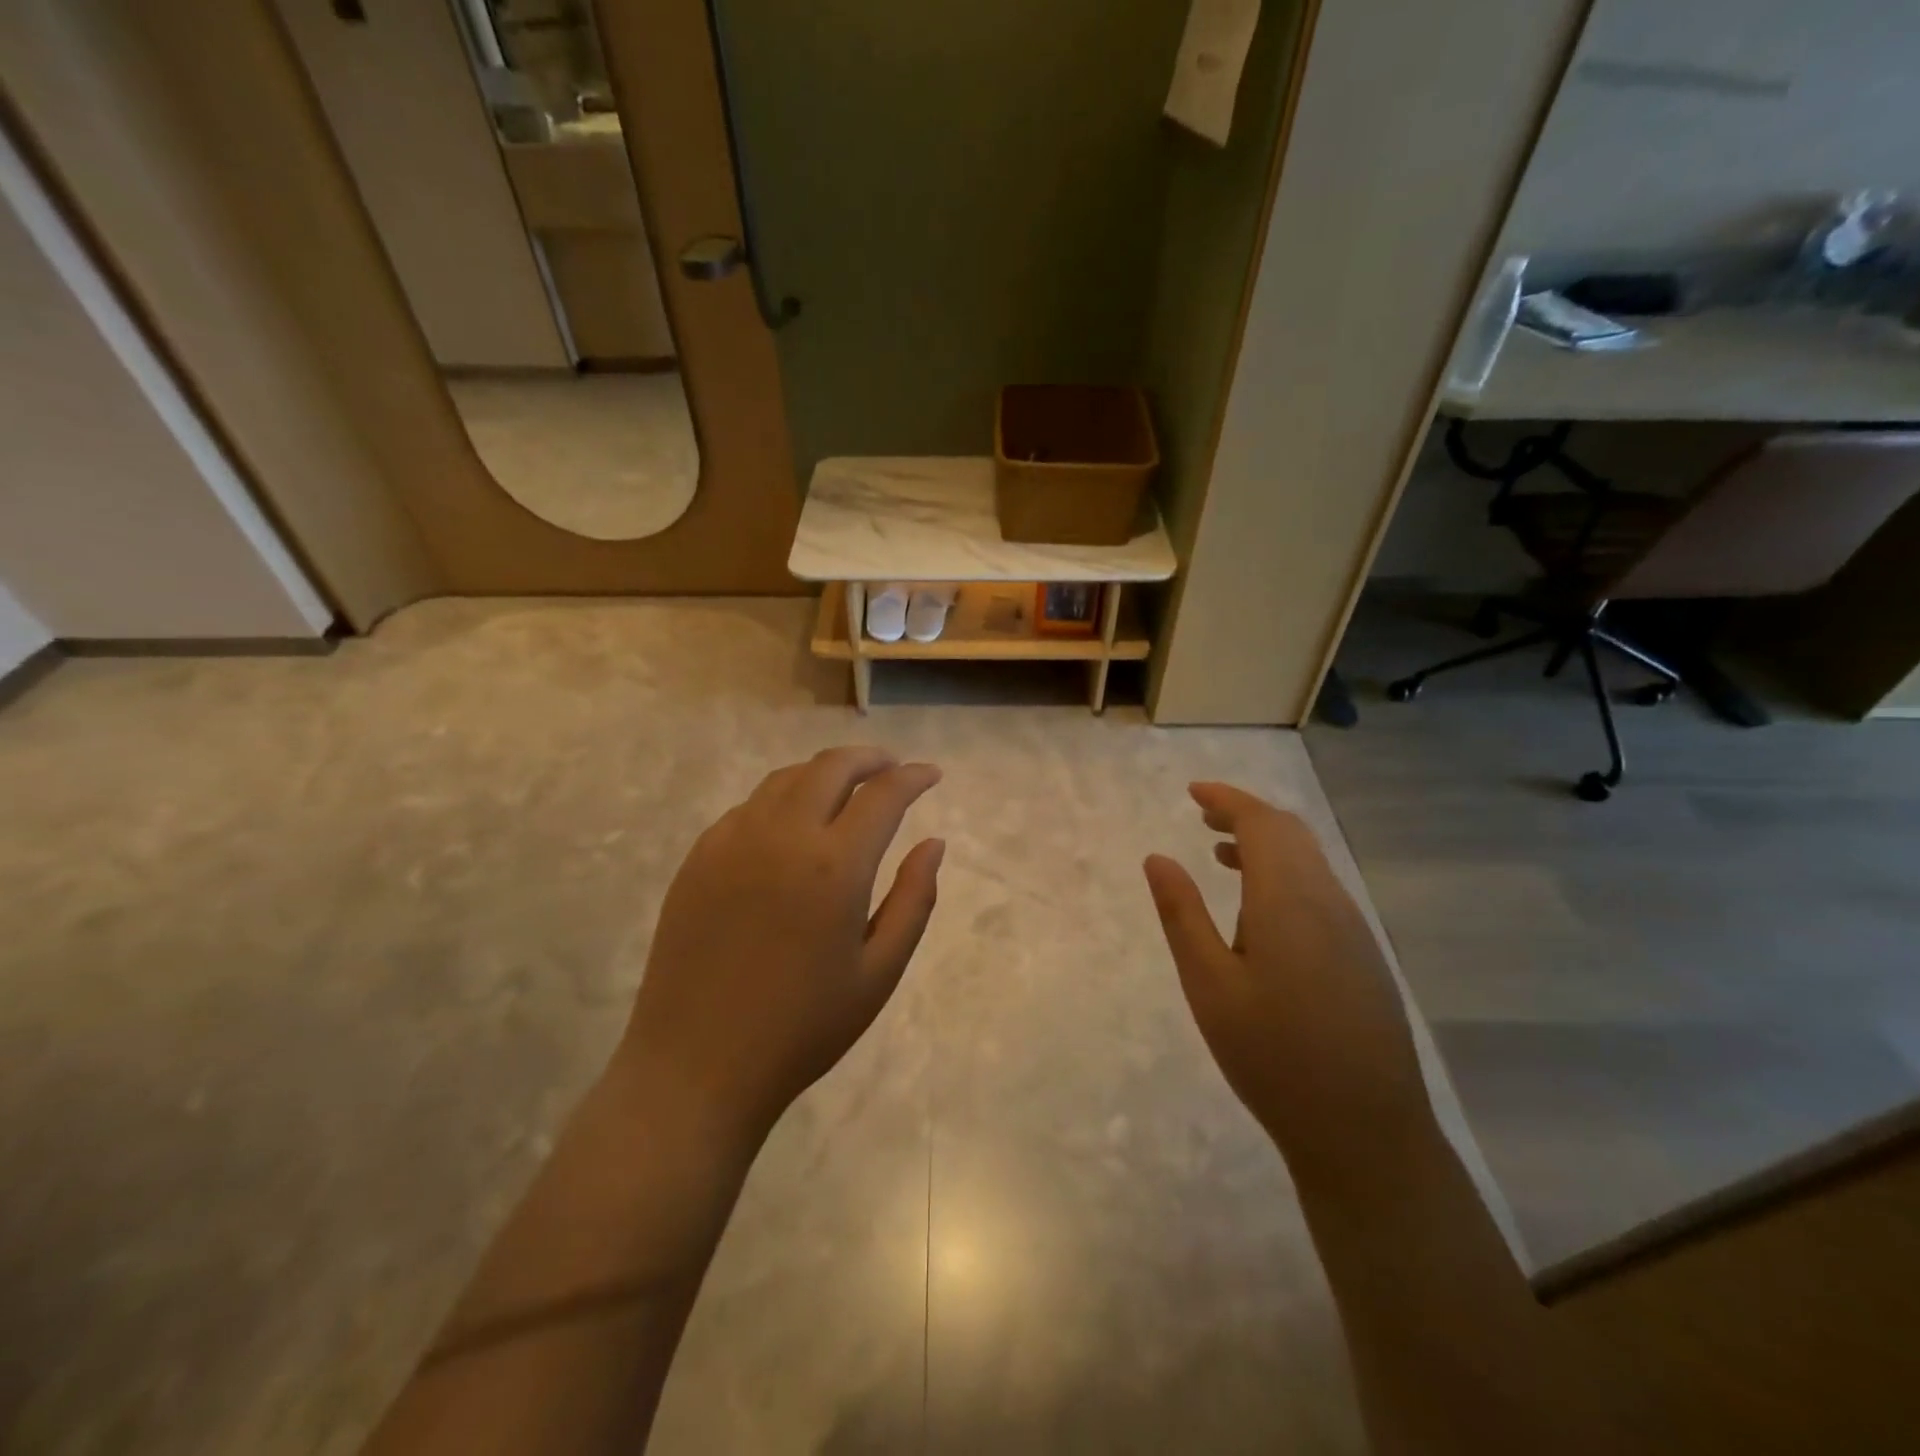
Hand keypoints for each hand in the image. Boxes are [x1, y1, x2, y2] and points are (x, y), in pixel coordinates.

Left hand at [618, 747, 943, 1142]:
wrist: (697, 1066)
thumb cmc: (803, 1028)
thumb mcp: (879, 972)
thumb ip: (915, 899)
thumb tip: (934, 842)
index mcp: (835, 866)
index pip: (883, 794)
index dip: (913, 777)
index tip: (930, 774)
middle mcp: (782, 836)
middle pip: (830, 767)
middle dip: (869, 758)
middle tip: (890, 768)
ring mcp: (732, 842)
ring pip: (785, 779)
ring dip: (823, 773)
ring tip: (845, 789)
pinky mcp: (698, 857)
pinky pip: (748, 807)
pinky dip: (782, 799)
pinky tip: (791, 825)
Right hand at [1144, 784, 1432, 1182]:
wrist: (1364, 1131)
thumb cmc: (1271, 1055)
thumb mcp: (1208, 984)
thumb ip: (1182, 914)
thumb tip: (1157, 858)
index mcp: (1289, 900)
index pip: (1261, 823)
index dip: (1227, 799)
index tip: (1192, 792)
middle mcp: (1328, 901)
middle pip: (1290, 834)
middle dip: (1245, 815)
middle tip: (1202, 816)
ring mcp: (1352, 929)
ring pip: (1309, 861)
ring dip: (1266, 845)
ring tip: (1221, 856)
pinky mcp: (1363, 956)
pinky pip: (1321, 890)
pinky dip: (1285, 875)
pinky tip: (1259, 910)